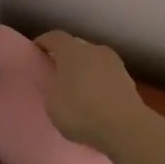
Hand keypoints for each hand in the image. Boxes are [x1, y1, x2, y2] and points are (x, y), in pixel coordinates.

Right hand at [34, 31, 144, 151]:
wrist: (125, 126)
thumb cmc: (80, 111)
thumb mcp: (52, 102)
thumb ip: (51, 86)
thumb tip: (56, 80)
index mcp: (72, 50)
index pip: (54, 37)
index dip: (43, 43)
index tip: (36, 52)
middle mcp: (94, 49)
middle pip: (76, 47)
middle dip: (65, 57)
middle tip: (56, 72)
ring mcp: (114, 63)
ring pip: (94, 61)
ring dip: (85, 70)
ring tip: (77, 89)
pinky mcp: (128, 80)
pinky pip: (106, 76)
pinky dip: (99, 83)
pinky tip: (96, 99)